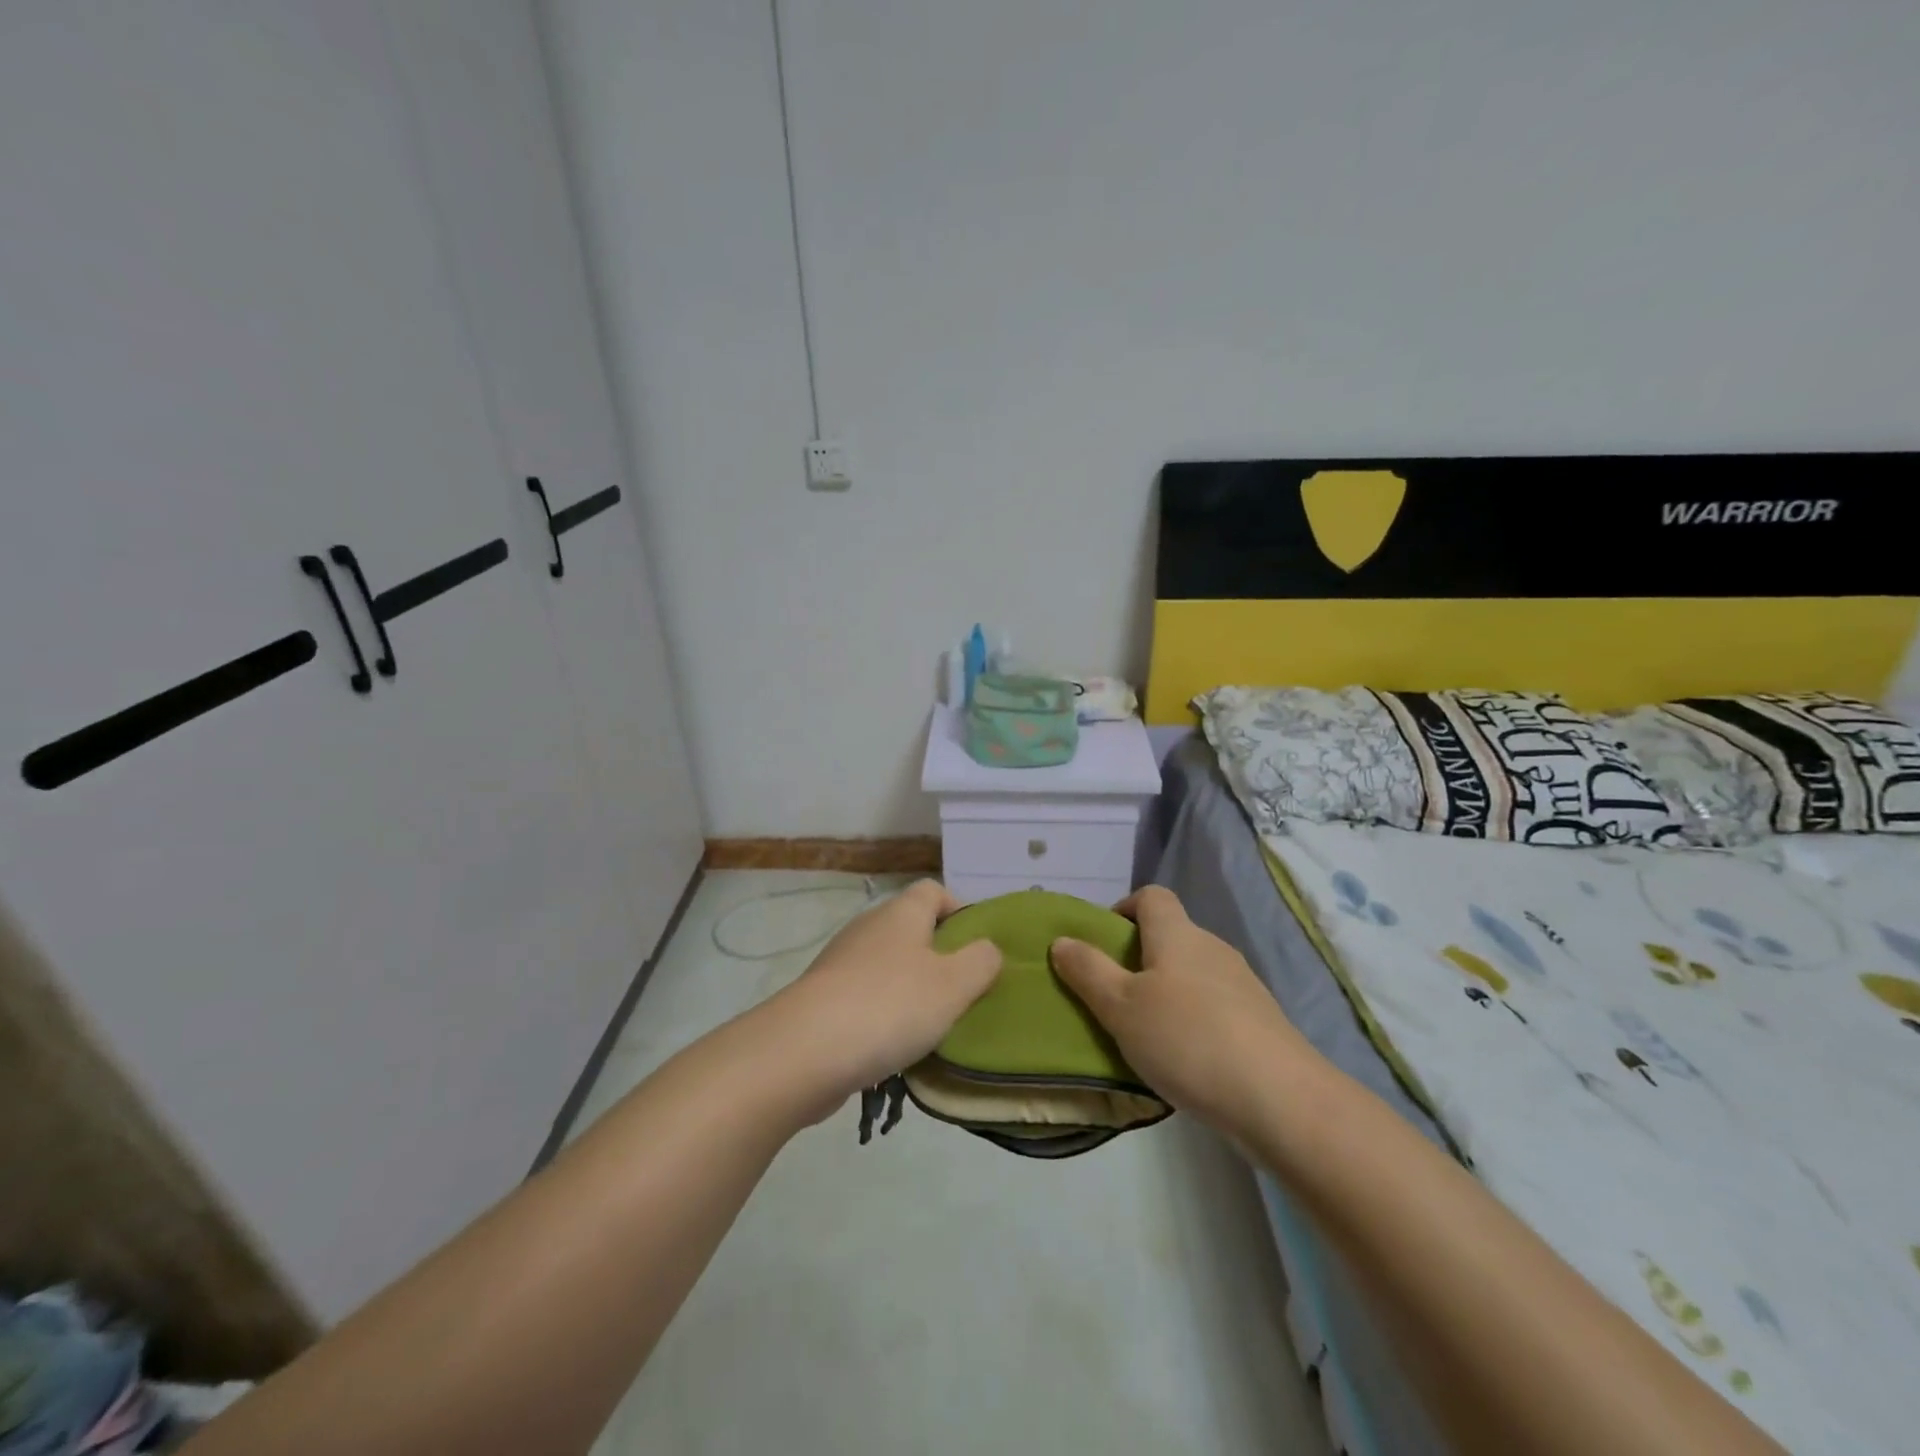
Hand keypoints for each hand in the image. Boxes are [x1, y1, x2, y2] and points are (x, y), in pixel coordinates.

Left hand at [758, 880, 1001, 1122]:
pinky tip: (893, 1048)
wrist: (803, 1051)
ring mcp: (840, 963)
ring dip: (910, 990)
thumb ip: (981, 962)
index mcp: (901, 913)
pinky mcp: (822, 999)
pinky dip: (882, 1015)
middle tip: (962, 993)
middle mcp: (868, 928)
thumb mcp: (954, 984)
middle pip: (911, 929)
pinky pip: (864, 998)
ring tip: (932, 1028)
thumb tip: (988, 948)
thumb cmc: (890, 1006)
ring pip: (887, 966)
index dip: (959, 911)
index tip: (978, 948)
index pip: (933, 890)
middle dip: (938, 957)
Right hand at [1049, 886, 1317, 1140]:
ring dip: (1168, 991)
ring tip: (1146, 1033)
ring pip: (1194, 973)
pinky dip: (1194, 1019)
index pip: (1152, 897)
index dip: (1124, 908)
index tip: (1103, 941)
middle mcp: (1212, 948)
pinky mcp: (1261, 1021)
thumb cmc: (1187, 1040)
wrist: (1280, 1099)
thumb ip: (1088, 971)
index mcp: (1178, 935)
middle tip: (1114, 996)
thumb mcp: (1121, 1007)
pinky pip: (1215, 1005)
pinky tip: (1185, 1059)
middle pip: (1172, 936)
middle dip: (1140, 957)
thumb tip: (1062, 940)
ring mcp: (1242, 984)